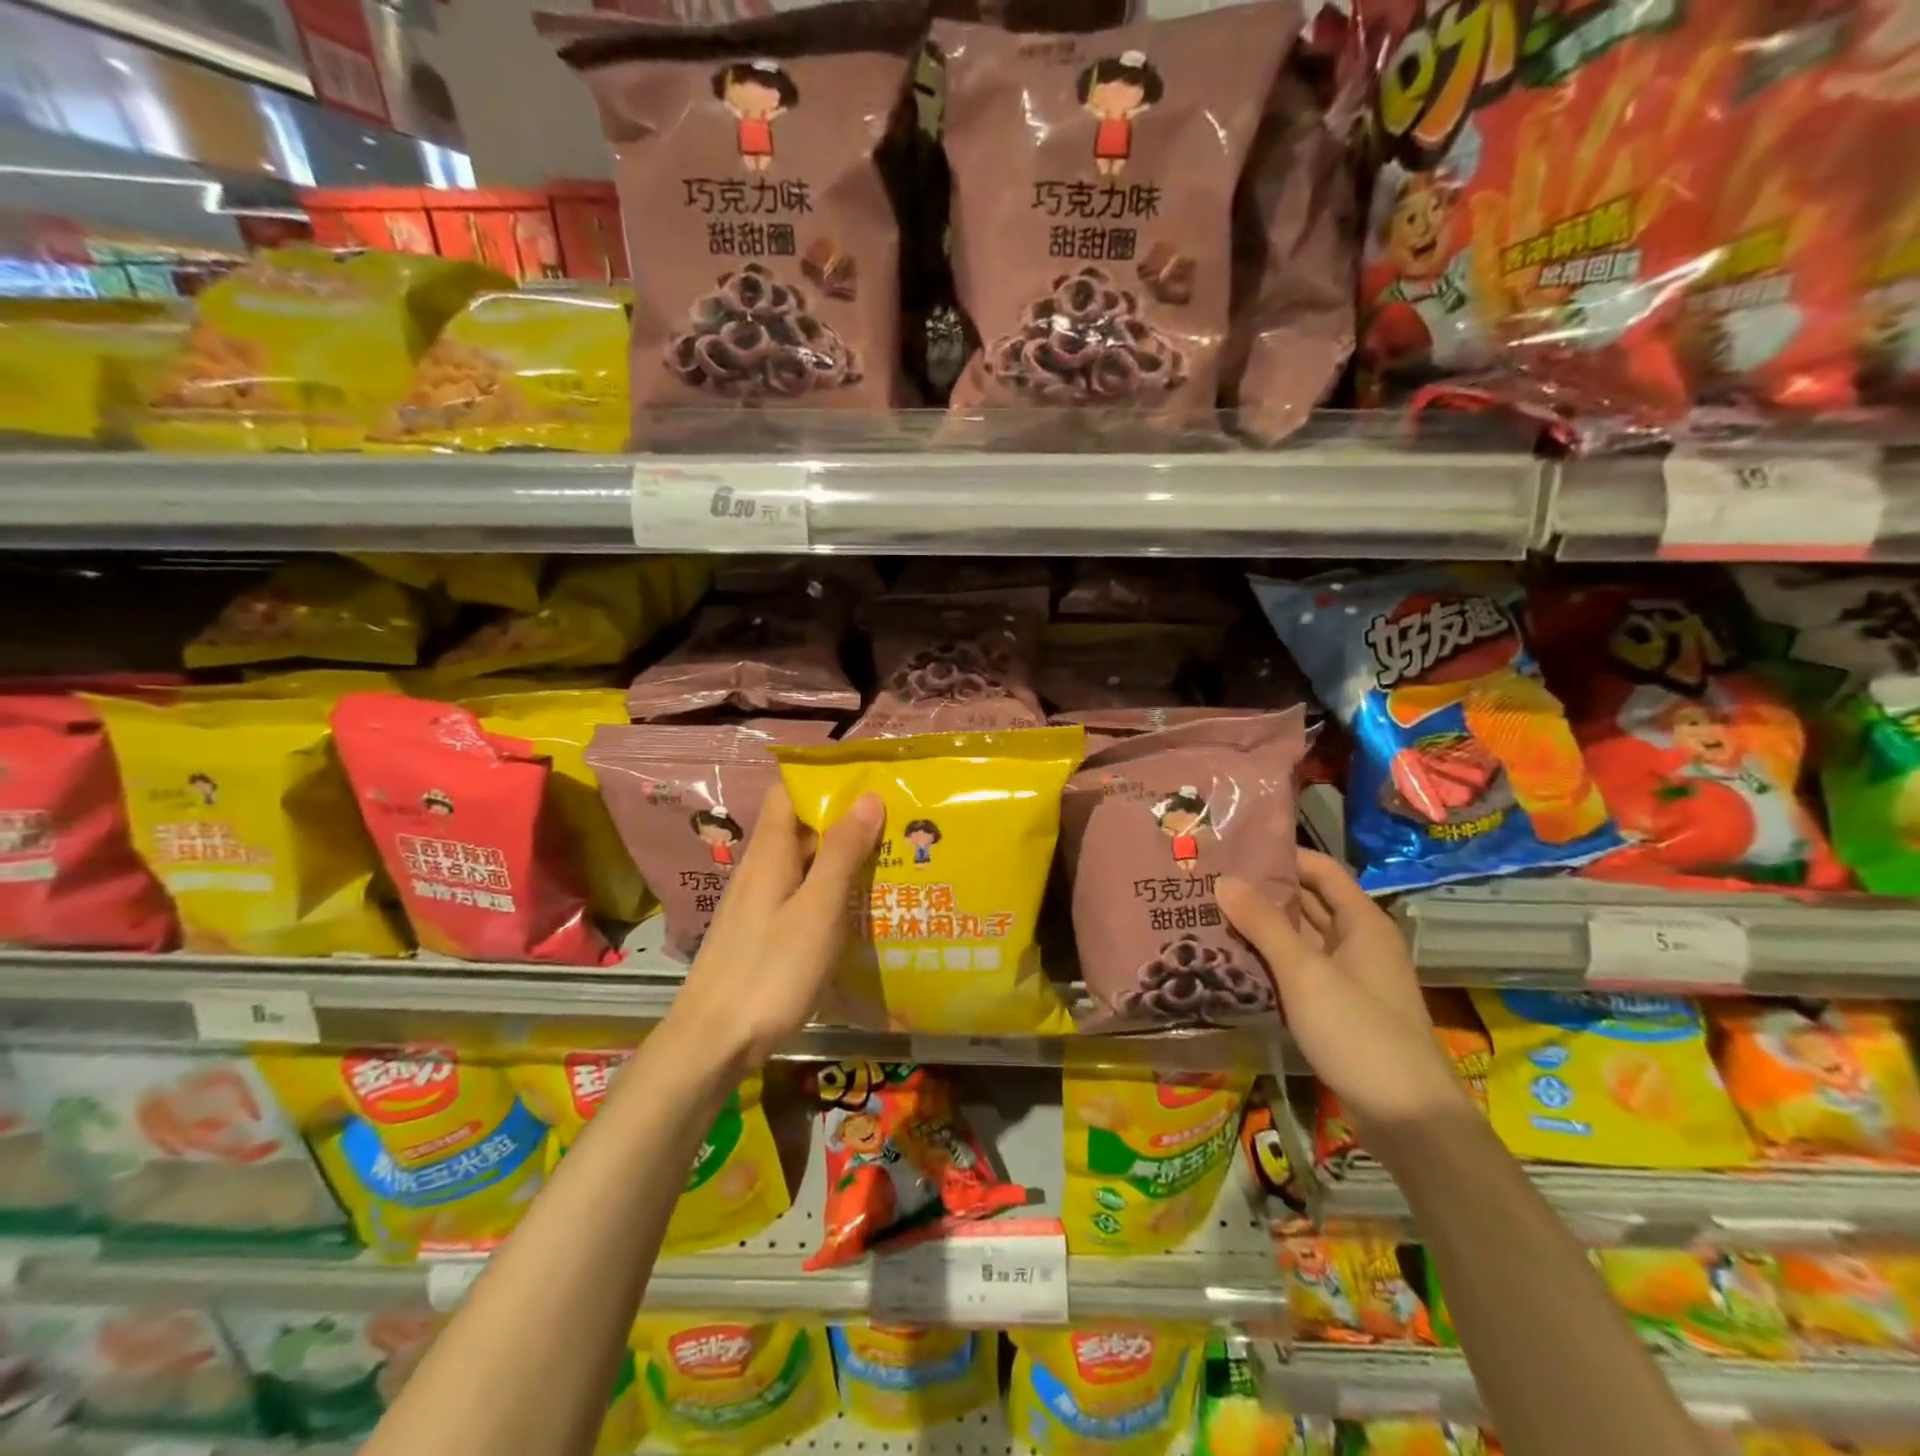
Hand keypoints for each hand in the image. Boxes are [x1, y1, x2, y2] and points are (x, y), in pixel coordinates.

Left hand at [670, 785, 884, 1070]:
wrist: (712, 1043)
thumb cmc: (770, 971)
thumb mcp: (817, 910)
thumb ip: (842, 853)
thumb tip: (867, 797)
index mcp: (770, 853)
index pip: (788, 791)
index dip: (823, 780)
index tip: (869, 780)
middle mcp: (760, 869)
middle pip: (800, 826)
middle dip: (845, 819)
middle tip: (897, 822)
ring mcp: (759, 903)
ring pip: (804, 863)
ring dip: (841, 858)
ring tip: (890, 860)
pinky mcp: (762, 933)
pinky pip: (800, 895)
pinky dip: (829, 892)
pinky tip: (858, 909)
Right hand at [1219, 849, 1467, 1137]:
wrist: (1408, 1118)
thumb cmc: (1359, 1032)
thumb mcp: (1305, 974)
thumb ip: (1263, 925)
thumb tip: (1224, 880)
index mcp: (1362, 922)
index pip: (1320, 870)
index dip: (1282, 855)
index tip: (1233, 849)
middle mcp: (1358, 942)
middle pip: (1308, 902)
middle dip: (1263, 891)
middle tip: (1210, 881)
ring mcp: (1349, 978)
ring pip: (1300, 939)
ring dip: (1262, 927)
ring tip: (1210, 913)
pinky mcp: (1338, 1009)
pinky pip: (1299, 971)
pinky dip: (1269, 961)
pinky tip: (1231, 960)